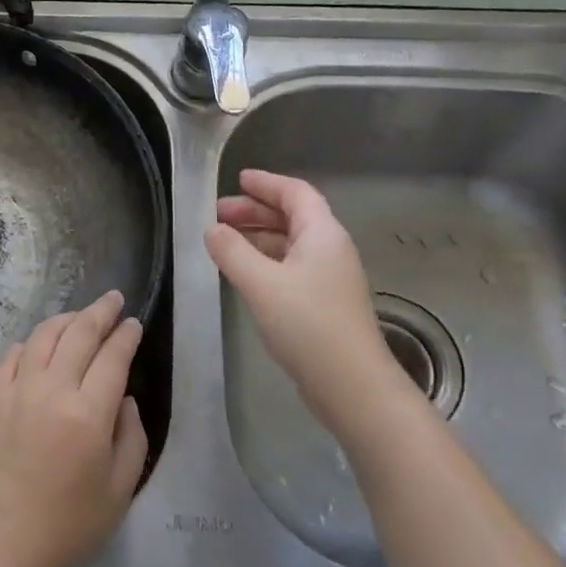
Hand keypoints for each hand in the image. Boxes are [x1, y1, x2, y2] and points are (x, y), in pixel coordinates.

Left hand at [0, 290, 148, 566]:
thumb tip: (123, 400)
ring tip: (80, 315)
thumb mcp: (119, 492)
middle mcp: (52, 390)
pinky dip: (29, 343)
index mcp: (88, 413)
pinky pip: (12, 357)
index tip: (134, 323)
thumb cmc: (66, 526)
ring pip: (43, 336)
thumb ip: (131, 438)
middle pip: (79, 334)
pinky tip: (37, 345)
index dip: (126, 335)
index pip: (112, 357)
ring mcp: (17, 391)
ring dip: (65, 319)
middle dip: (100, 312)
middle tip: (113, 299)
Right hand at [205, 169, 419, 436]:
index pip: (295, 193)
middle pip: (293, 216)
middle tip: (219, 213)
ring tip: (224, 241)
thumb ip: (232, 252)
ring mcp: (330, 278)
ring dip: (259, 237)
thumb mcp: (261, 283)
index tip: (238, 180)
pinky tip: (245, 274)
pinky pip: (292, 267)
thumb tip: (212, 229)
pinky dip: (266, 261)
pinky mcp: (325, 304)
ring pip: (291, 244)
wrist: (352, 386)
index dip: (266, 183)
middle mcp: (330, 249)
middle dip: (255, 211)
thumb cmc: (308, 324)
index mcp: (323, 234)